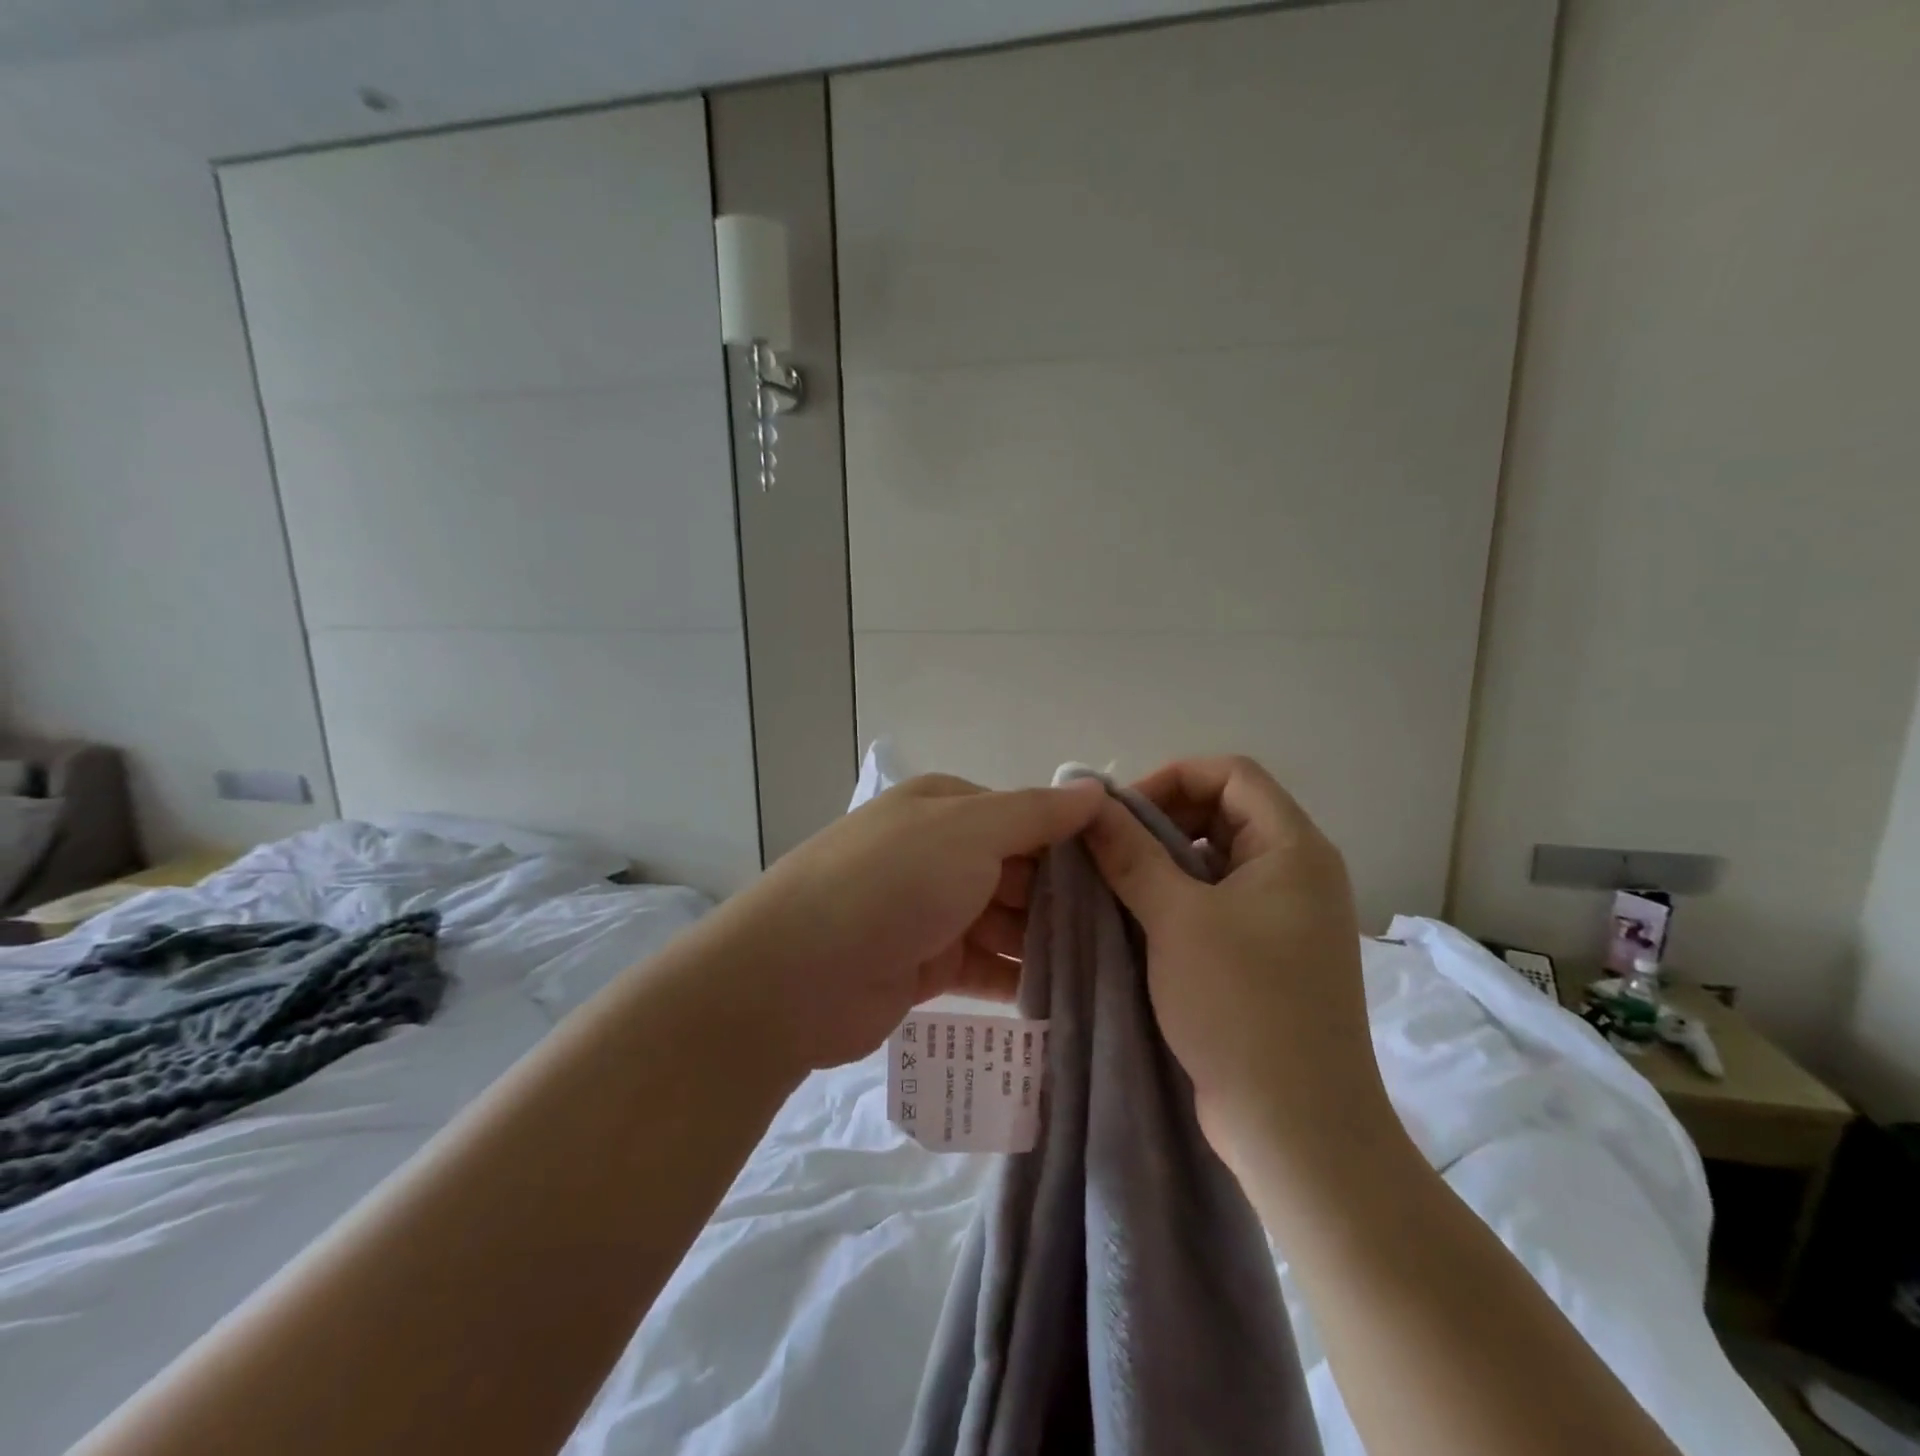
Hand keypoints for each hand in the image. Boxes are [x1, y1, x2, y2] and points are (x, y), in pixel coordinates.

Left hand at [708, 774, 1105, 1072]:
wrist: (796, 975)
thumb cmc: (891, 884)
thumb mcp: (969, 832)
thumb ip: (1035, 814)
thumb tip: (1094, 789)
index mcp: (944, 808)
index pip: (1025, 817)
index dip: (1073, 844)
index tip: (1128, 875)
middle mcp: (938, 852)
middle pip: (1018, 872)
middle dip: (1066, 900)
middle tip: (1131, 933)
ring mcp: (930, 911)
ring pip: (1005, 922)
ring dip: (1047, 943)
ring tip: (1112, 970)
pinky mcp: (925, 966)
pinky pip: (986, 967)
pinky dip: (1019, 978)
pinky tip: (1066, 998)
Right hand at [1081, 755, 1391, 1176]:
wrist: (1297, 1130)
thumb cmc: (1243, 1008)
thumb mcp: (1177, 919)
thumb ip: (1131, 854)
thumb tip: (1092, 806)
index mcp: (1294, 849)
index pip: (1232, 774)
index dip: (1172, 778)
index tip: (1120, 814)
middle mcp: (1296, 873)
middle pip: (1223, 812)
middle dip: (1161, 820)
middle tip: (1107, 849)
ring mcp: (1283, 917)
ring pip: (1214, 860)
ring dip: (1161, 861)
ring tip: (1110, 882)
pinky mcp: (1265, 955)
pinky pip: (1215, 902)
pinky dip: (1174, 899)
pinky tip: (1131, 919)